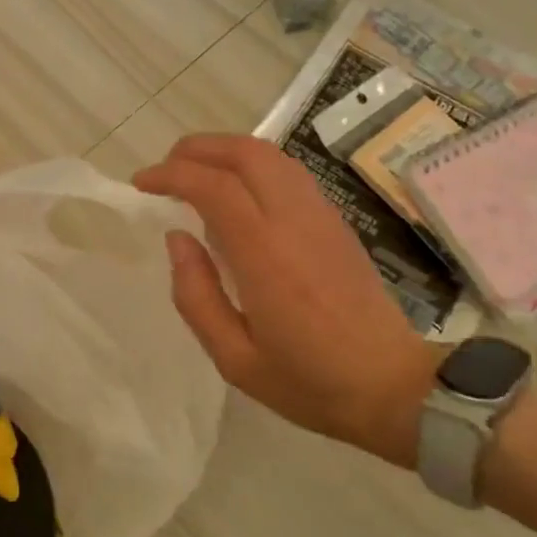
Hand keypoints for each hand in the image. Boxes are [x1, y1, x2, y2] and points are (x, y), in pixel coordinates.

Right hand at [134, 134, 438, 466]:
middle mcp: (294, 221)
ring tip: (196, 175)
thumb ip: (195, 295)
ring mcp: (321, 215)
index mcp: (265, 255)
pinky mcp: (336, 220)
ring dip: (226, 151)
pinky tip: (237, 193)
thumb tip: (176, 238)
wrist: (394, 388)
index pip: (213, 186)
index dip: (171, 174)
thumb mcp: (234, 358)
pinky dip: (252, 165)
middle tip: (166, 169)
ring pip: (270, 154)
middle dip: (197, 148)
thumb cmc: (309, 381)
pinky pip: (289, 172)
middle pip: (245, 152)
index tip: (142, 184)